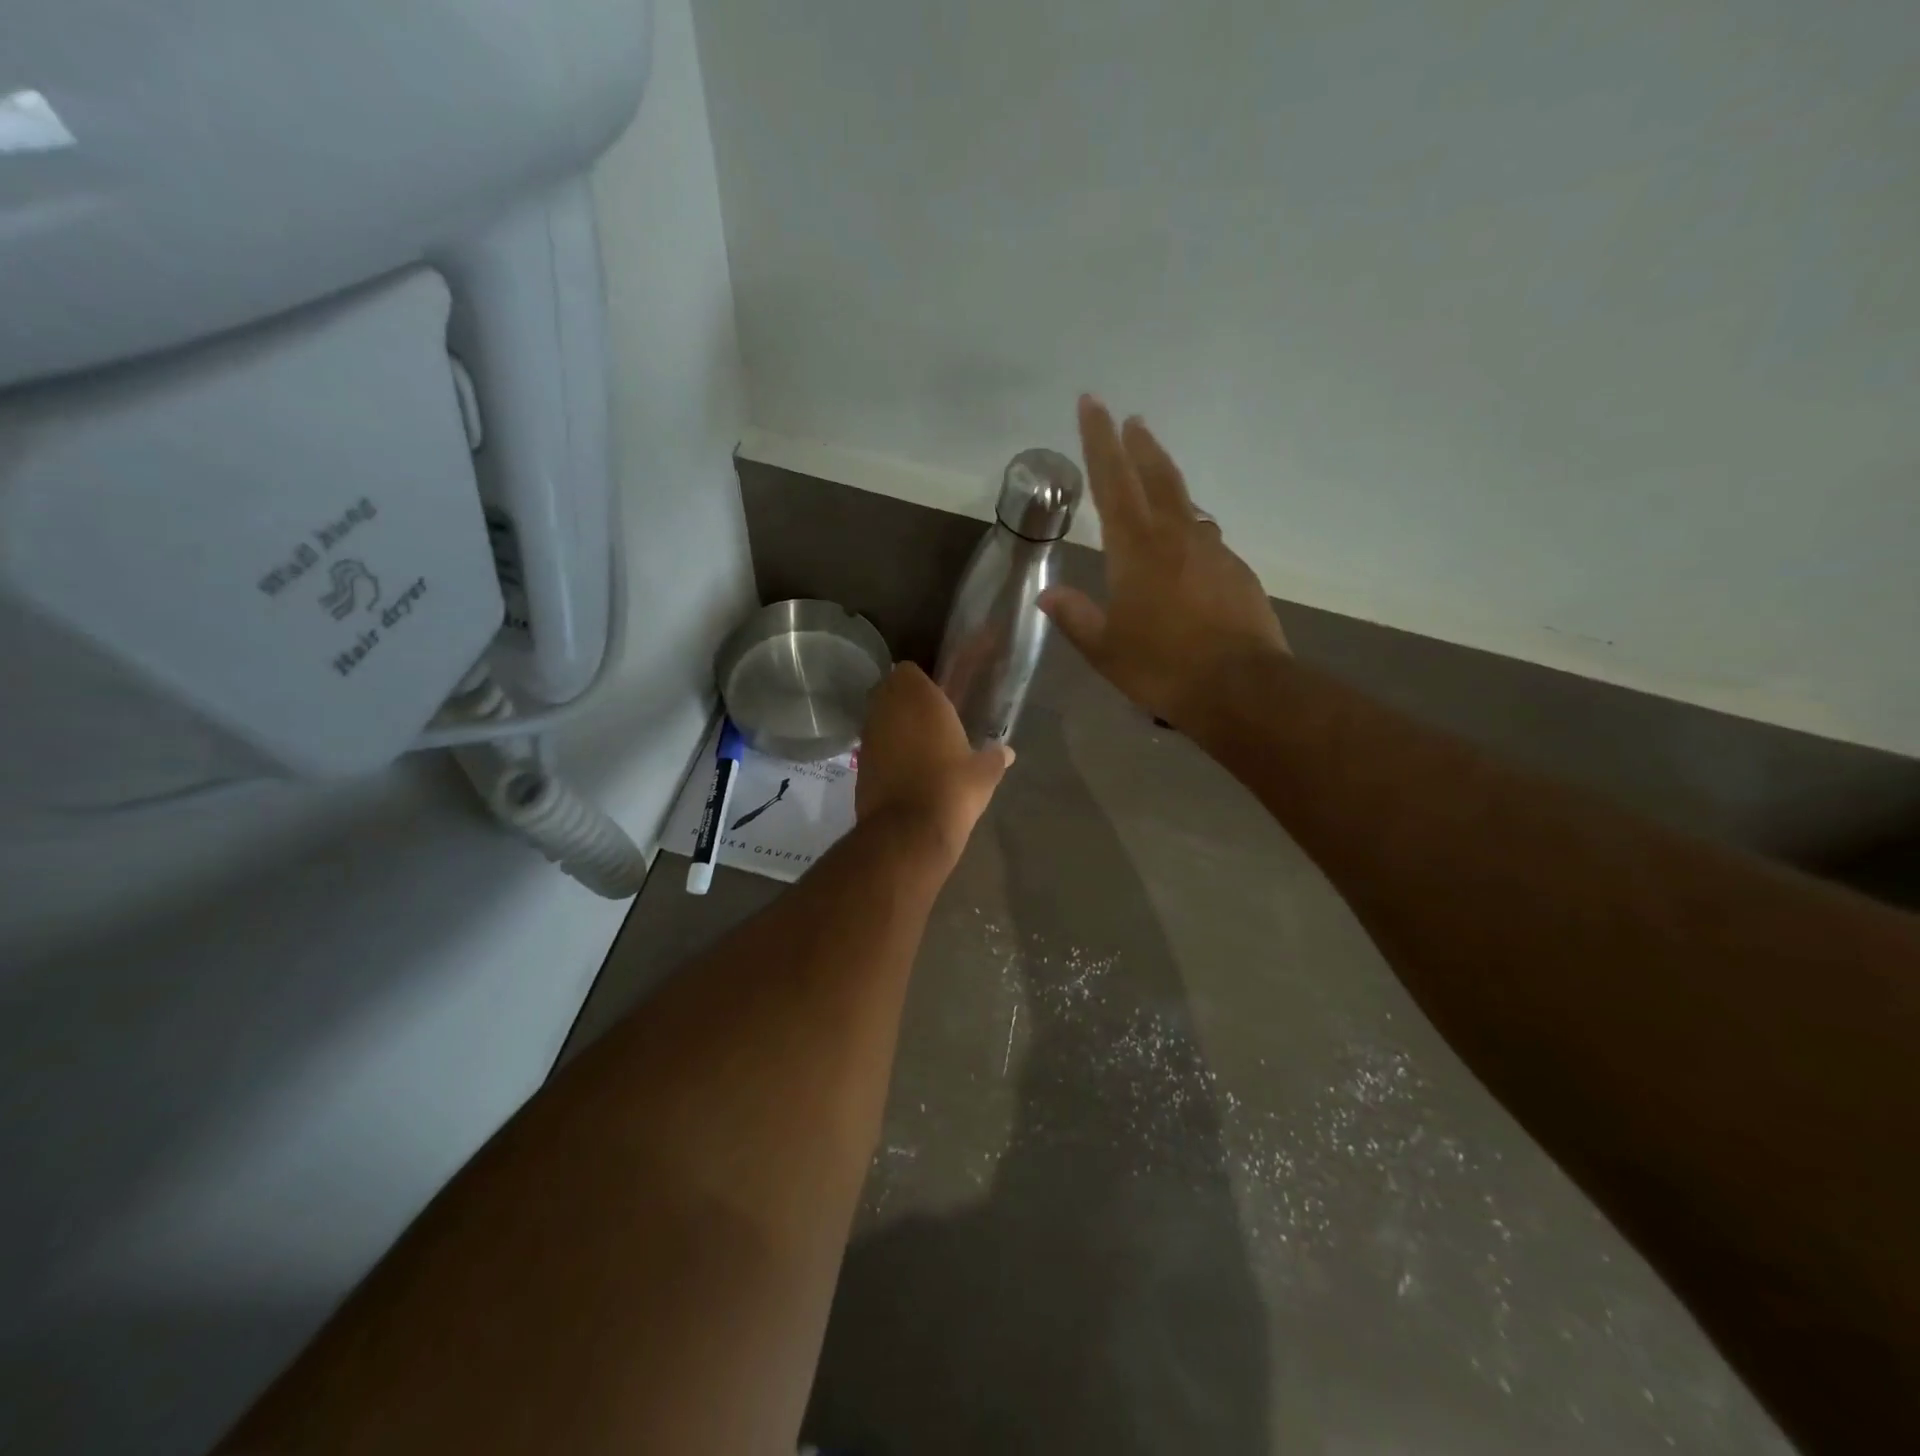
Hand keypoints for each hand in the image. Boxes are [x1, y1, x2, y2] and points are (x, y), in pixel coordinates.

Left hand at [856, 663, 1012, 865]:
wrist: (909, 830)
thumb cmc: (953, 787)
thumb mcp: (985, 773)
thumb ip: (994, 757)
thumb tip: (1008, 753)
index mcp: (919, 697)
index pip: (909, 670)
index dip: (920, 683)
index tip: (937, 698)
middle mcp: (887, 708)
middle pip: (889, 692)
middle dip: (904, 702)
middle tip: (929, 721)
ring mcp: (868, 736)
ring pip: (878, 719)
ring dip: (893, 727)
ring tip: (918, 748)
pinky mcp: (858, 763)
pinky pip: (873, 747)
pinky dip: (885, 753)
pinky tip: (904, 771)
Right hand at [1042, 396, 1288, 727]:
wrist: (1242, 688)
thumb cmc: (1162, 668)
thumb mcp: (1106, 650)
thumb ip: (1076, 617)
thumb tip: (1047, 595)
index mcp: (1136, 549)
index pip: (1112, 481)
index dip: (1099, 440)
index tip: (1093, 402)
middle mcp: (1176, 537)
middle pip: (1156, 477)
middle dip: (1139, 446)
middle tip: (1132, 419)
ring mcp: (1212, 551)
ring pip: (1185, 503)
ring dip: (1167, 481)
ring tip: (1155, 473)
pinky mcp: (1236, 571)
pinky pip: (1205, 537)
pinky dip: (1189, 527)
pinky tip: (1186, 543)